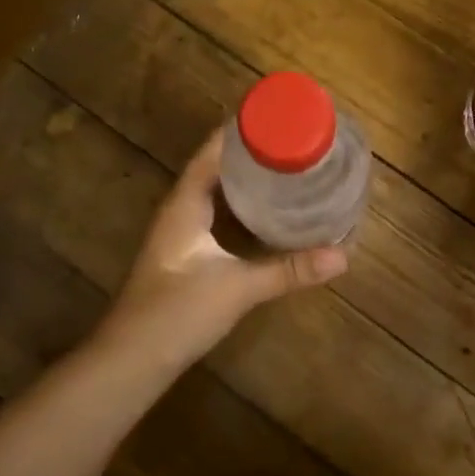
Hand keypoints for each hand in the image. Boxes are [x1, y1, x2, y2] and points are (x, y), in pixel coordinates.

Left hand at [97, 130, 348, 373]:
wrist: (132, 359)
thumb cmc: (177, 313)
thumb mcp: (238, 288)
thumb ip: (289, 270)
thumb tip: (343, 255)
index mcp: (185, 204)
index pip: (212, 151)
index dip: (242, 131)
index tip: (279, 116)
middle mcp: (180, 211)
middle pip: (217, 168)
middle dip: (253, 154)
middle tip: (296, 143)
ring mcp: (180, 235)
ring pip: (217, 194)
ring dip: (248, 181)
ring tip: (288, 171)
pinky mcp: (186, 256)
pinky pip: (218, 217)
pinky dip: (242, 209)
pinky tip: (268, 216)